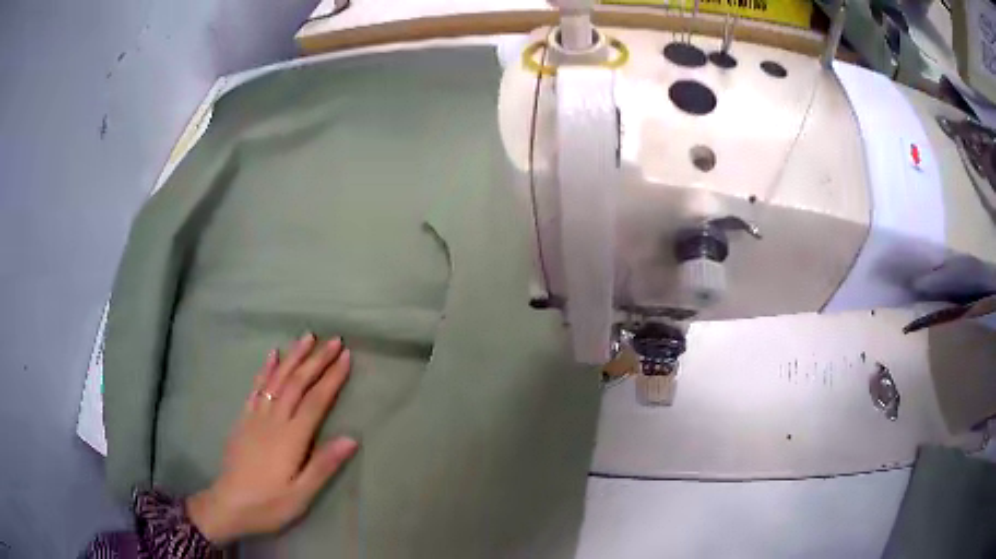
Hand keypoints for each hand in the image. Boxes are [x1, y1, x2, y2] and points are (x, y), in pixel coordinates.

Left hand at [187, 334, 357, 544]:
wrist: (229, 504)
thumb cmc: (269, 504)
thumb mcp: (301, 494)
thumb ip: (323, 465)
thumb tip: (352, 438)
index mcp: (291, 438)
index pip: (315, 401)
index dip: (332, 378)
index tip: (346, 356)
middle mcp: (273, 420)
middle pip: (297, 384)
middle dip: (316, 360)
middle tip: (334, 340)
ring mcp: (256, 416)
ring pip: (277, 380)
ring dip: (293, 357)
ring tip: (307, 337)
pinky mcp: (243, 419)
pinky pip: (256, 388)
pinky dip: (265, 369)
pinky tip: (272, 356)